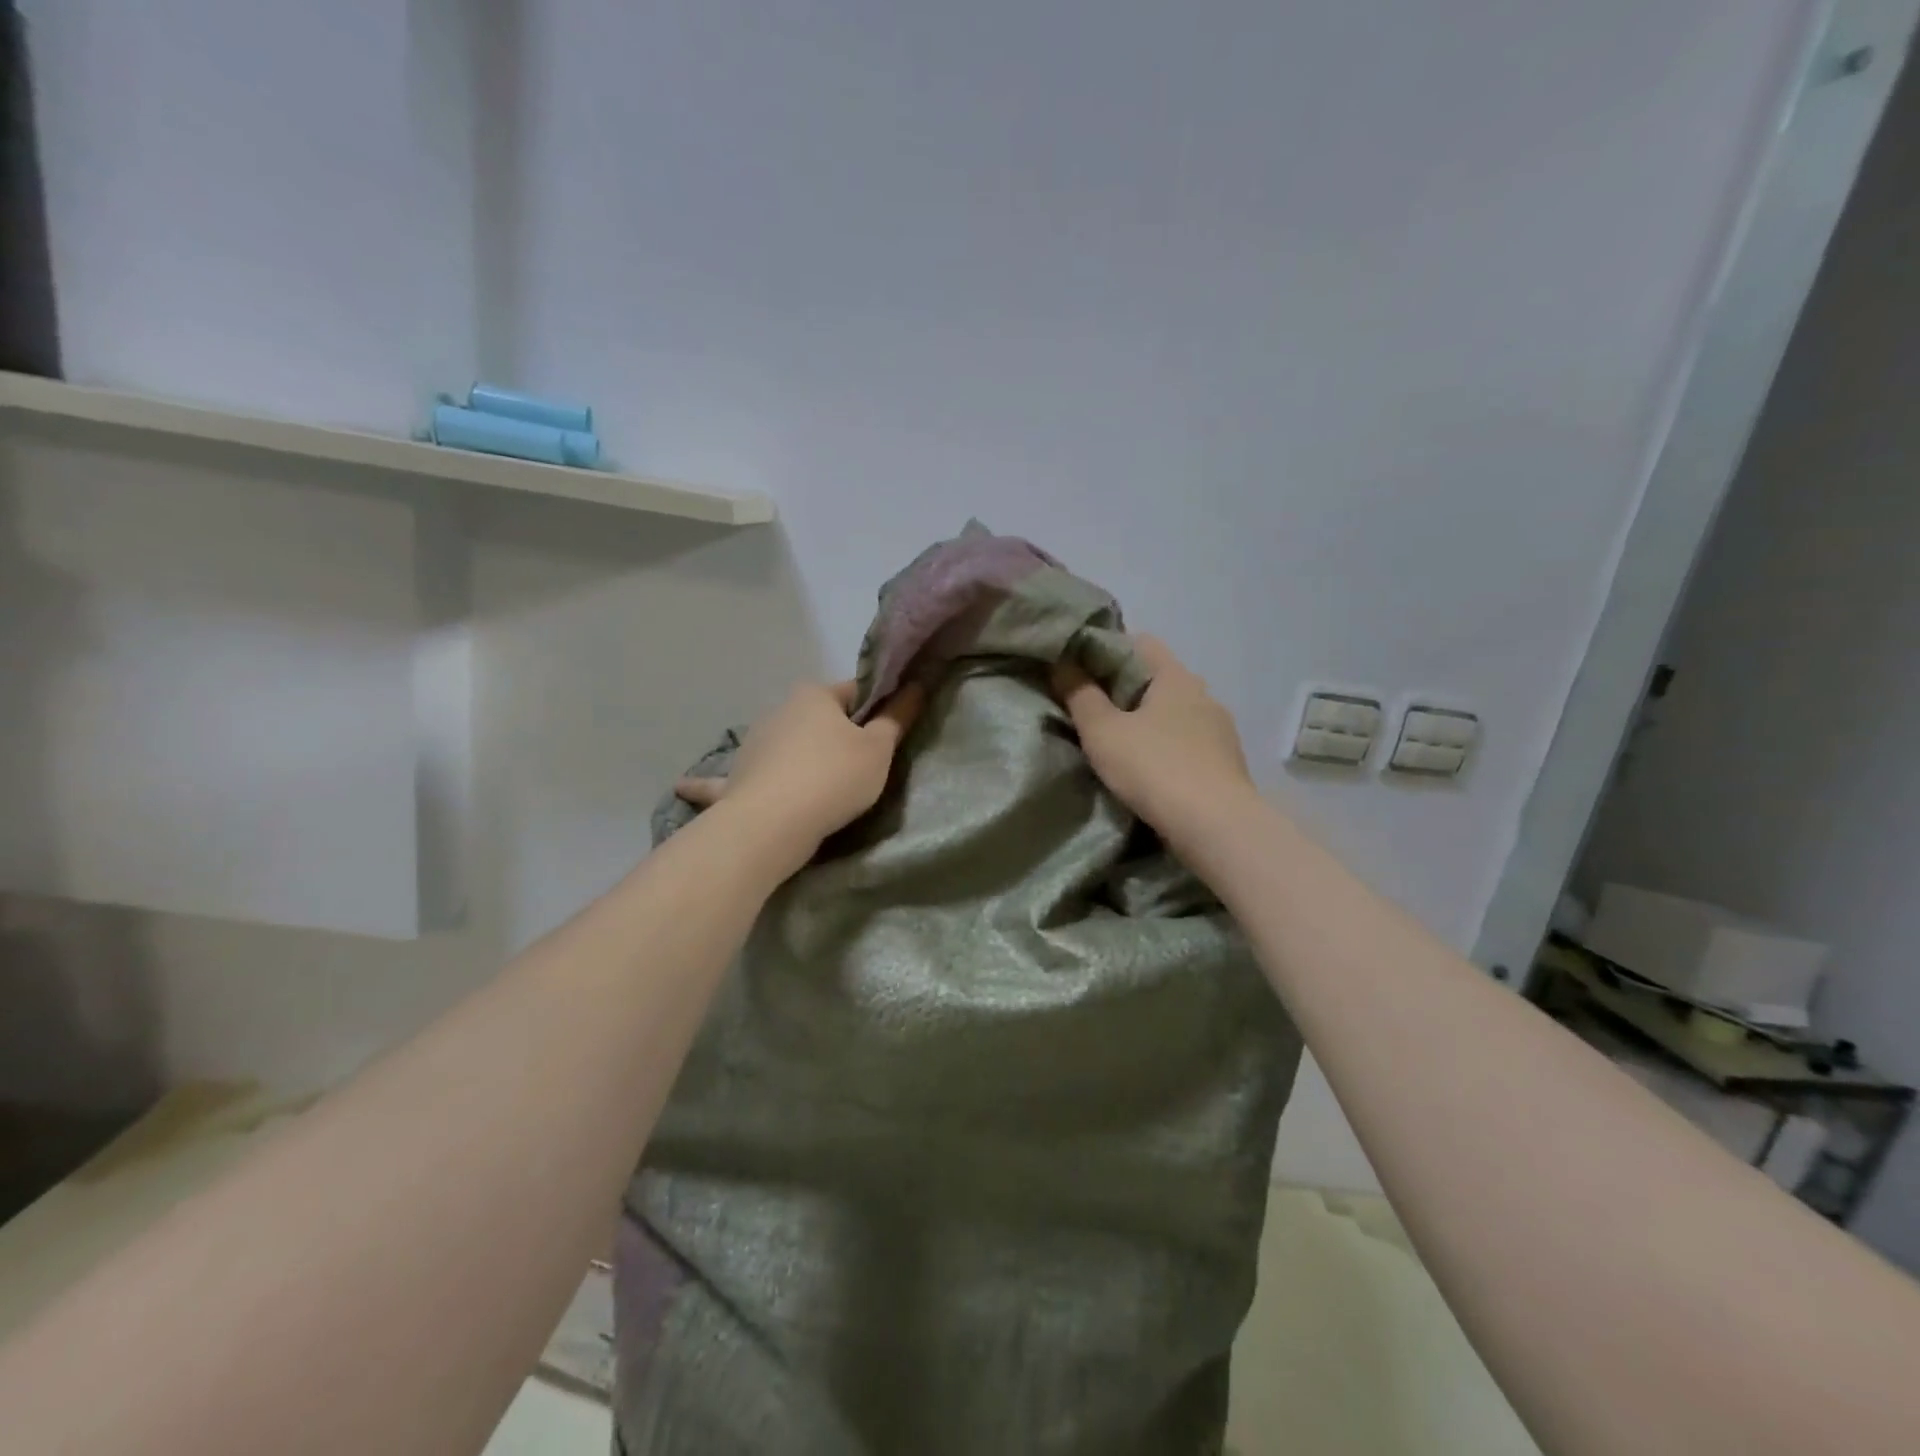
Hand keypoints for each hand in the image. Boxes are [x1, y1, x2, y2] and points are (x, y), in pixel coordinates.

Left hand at [676, 681, 924, 857]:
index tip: (888, 734)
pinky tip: (683, 786)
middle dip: (836, 735)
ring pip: (781, 745)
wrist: (773, 824)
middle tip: (860, 768)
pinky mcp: (735, 779)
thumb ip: (897, 719)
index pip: (855, 692)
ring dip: (793, 755)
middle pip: (818, 719)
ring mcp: (751, 744)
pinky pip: (726, 780)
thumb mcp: (878, 750)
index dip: (876, 710)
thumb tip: (916, 685)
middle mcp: (778, 711)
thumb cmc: (834, 779)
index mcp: (814, 696)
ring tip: (815, 786)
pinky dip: (712, 784)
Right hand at [1052, 635, 1255, 840]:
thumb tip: (1063, 662)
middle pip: (1157, 679)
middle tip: (1091, 711)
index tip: (1079, 671)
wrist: (1217, 827)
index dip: (1107, 649)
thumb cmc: (1155, 769)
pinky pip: (1188, 743)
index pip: (1140, 642)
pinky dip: (1166, 748)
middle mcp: (1204, 695)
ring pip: (1174, 713)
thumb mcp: (1103, 732)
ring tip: (1119, 745)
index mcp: (1176, 677)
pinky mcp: (1226, 763)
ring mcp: (1220, 730)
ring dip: (1148, 723)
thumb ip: (1080, 695)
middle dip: (1124, 691)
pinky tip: (1150, 771)